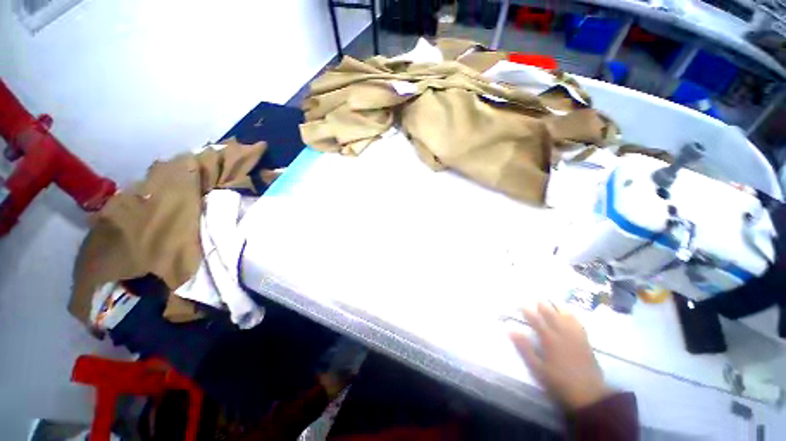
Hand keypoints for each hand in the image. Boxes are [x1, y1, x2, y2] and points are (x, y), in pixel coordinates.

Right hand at [508, 301, 610, 410]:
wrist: (589, 395)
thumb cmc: (559, 382)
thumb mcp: (538, 369)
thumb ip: (525, 349)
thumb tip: (511, 330)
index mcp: (550, 340)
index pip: (536, 321)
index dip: (527, 311)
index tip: (520, 303)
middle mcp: (563, 334)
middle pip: (551, 315)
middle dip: (542, 304)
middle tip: (535, 295)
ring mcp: (576, 336)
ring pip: (566, 316)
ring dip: (557, 306)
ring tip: (551, 298)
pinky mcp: (585, 341)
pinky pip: (578, 322)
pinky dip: (572, 314)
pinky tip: (570, 312)